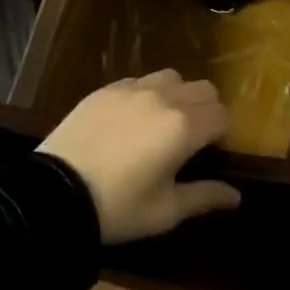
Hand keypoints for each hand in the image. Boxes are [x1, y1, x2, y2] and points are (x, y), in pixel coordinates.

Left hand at [39, 69, 241, 243]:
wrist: (53, 195)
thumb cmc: (117, 208)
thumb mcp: (165, 211)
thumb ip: (205, 197)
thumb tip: (236, 195)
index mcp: (184, 127)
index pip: (223, 116)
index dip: (222, 135)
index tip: (209, 156)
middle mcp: (164, 98)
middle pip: (204, 90)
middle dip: (207, 111)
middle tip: (191, 141)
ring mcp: (132, 89)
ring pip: (173, 77)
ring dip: (178, 96)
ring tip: (162, 124)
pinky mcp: (105, 89)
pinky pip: (140, 81)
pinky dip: (147, 94)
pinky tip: (132, 120)